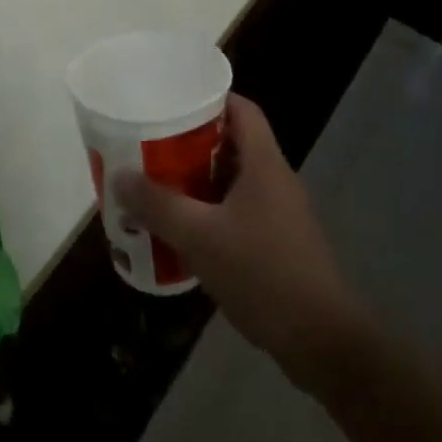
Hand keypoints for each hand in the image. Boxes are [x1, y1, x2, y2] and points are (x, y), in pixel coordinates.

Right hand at [113, 95, 366, 388]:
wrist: (322, 342)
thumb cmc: (262, 273)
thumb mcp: (200, 237)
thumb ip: (158, 205)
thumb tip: (119, 176)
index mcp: (264, 162)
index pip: (241, 108)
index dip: (210, 98)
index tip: (174, 102)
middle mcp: (277, 179)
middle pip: (235, 142)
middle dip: (195, 142)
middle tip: (156, 146)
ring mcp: (283, 213)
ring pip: (237, 180)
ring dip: (202, 180)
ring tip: (162, 185)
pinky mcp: (282, 244)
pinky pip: (243, 211)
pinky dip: (215, 211)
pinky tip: (188, 232)